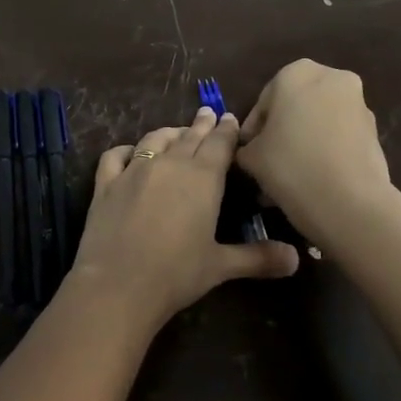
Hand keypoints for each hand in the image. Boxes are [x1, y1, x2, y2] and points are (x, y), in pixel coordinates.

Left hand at [70, 107, 299, 329]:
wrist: (117, 285)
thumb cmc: (176, 274)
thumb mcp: (221, 266)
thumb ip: (258, 258)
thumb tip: (296, 260)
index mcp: (203, 179)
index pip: (220, 144)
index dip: (227, 130)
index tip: (230, 118)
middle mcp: (170, 165)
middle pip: (189, 137)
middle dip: (201, 125)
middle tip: (208, 114)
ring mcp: (134, 171)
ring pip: (155, 140)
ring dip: (169, 133)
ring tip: (177, 132)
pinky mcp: (105, 184)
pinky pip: (116, 156)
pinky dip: (126, 150)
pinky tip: (130, 152)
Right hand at [236, 60, 395, 245]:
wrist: (349, 201)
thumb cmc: (290, 165)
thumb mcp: (251, 157)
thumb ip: (246, 147)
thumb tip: (251, 150)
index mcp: (296, 73)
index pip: (263, 102)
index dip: (252, 131)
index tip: (246, 154)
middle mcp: (331, 78)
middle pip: (294, 108)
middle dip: (281, 134)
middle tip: (267, 164)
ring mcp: (358, 104)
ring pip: (318, 123)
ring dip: (302, 144)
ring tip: (288, 178)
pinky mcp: (374, 131)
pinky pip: (339, 138)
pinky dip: (325, 152)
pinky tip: (312, 181)